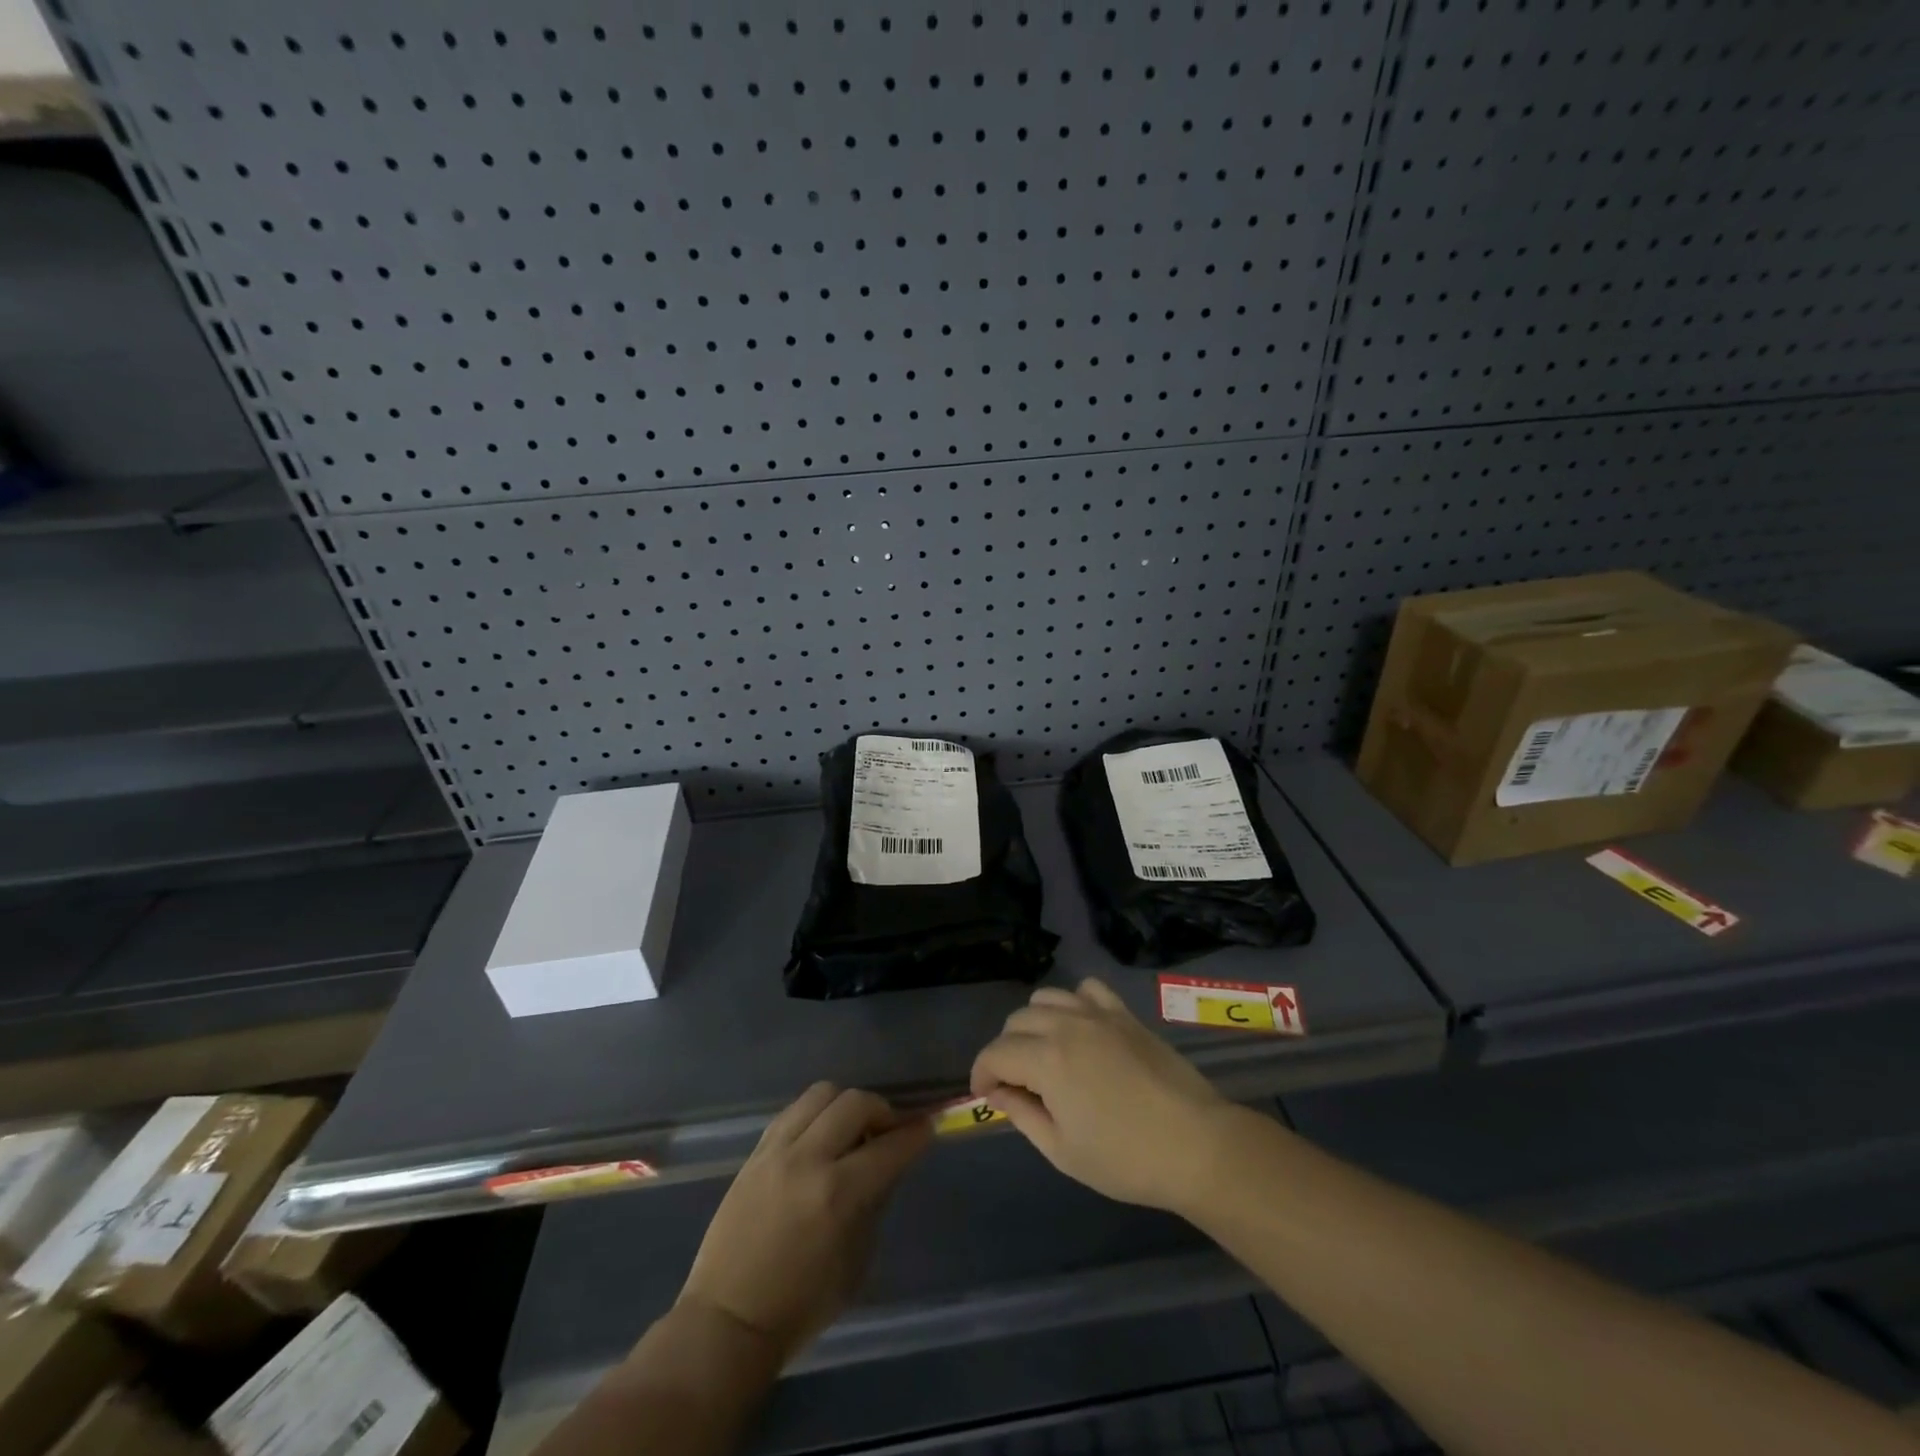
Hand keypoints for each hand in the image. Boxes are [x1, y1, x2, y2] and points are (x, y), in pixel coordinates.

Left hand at [677, 1083, 930, 1367]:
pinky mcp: (756, 1152)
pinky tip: (821, 1135)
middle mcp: (808, 1160)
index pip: (889, 1146)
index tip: (928, 1125)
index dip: (915, 1133)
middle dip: (883, 1110)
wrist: (727, 1320)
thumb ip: (874, 1202)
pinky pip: (793, 1111)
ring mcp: (777, 1151)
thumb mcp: (856, 1260)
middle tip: (890, 1130)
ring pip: (822, 1094)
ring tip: (852, 1128)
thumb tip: (888, 1162)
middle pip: (856, 1102)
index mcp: (838, 1194)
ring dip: (847, 1104)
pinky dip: (816, 1114)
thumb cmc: (801, 1305)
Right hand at [969, 978, 1229, 1210]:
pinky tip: (1080, 1028)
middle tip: (1018, 1084)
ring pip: (1047, 998)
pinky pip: (1087, 989)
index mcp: (1046, 1059)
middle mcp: (1066, 1025)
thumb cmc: (1125, 1159)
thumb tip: (998, 1092)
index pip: (996, 1053)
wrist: (1196, 1144)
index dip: (982, 1073)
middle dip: (1006, 1050)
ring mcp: (1098, 1014)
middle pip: (1017, 1022)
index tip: (985, 1095)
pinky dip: (1074, 1002)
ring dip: (1034, 1023)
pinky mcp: (1124, 1013)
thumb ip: (1023, 1114)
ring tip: (1045, 1053)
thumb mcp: (1062, 1150)